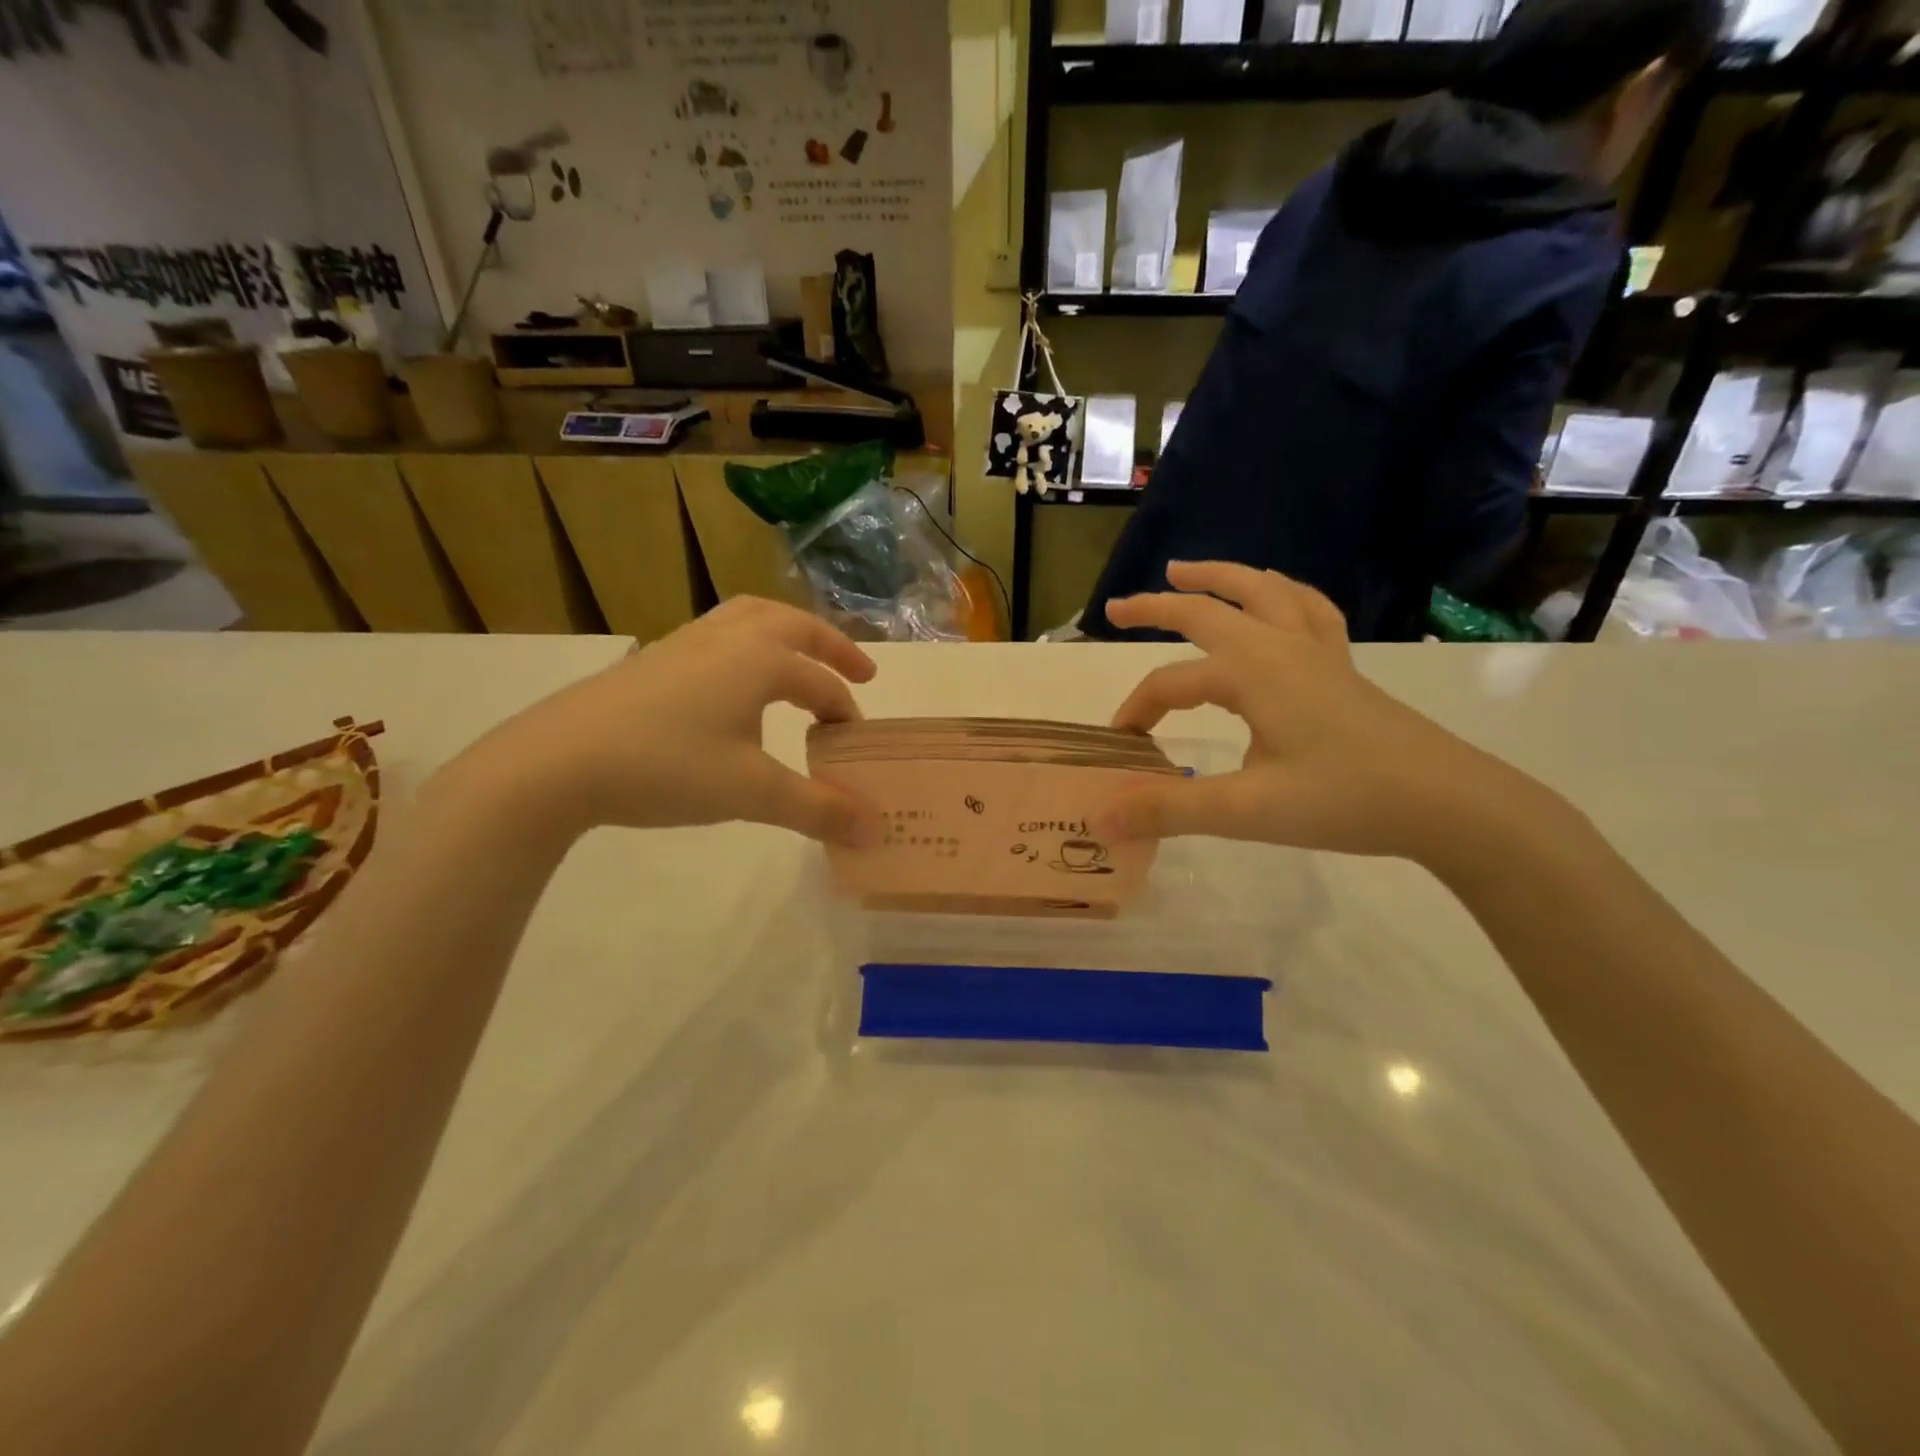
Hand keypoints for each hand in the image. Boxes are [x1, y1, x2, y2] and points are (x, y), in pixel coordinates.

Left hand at [471, 598, 880, 843]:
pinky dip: (747, 643)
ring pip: (750, 618)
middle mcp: (728, 638)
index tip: (856, 747)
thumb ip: (819, 809)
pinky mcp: (653, 659)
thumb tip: (876, 830)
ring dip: (787, 633)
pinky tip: (735, 681)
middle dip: (832, 646)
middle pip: (794, 624)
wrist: (557, 762)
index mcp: (760, 659)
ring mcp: (686, 642)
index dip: (846, 715)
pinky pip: (718, 634)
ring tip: (800, 659)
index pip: (821, 684)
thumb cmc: (668, 767)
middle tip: (861, 670)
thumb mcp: (752, 793)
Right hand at [1098, 562, 1545, 864]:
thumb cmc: (1346, 801)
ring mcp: (1318, 652)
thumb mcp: (1247, 810)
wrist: (1449, 803)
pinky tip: (1276, 600)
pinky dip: (1281, 594)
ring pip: (1263, 592)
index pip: (1171, 683)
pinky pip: (1307, 610)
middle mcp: (1281, 647)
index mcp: (1252, 672)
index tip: (1120, 746)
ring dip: (1219, 578)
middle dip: (1157, 606)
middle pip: (1207, 610)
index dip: (1137, 710)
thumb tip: (1098, 819)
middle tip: (1117, 607)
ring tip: (1186, 572)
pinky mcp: (1343, 668)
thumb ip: (1168, 809)